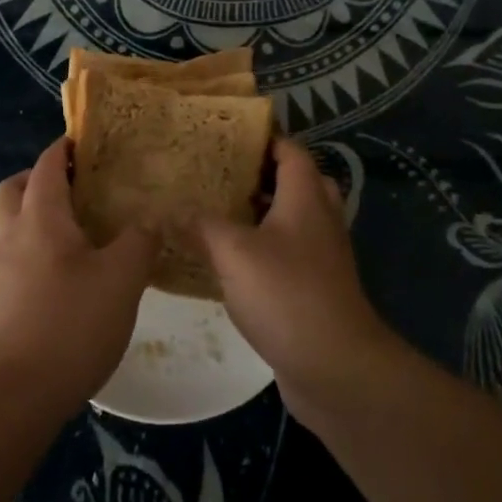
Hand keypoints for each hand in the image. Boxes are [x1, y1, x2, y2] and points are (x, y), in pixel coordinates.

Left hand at [0, 138, 156, 418]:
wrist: (15, 395)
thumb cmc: (70, 324)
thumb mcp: (122, 278)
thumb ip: (140, 241)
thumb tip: (152, 218)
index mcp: (40, 217)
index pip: (47, 165)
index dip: (65, 148)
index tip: (89, 142)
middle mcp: (13, 235)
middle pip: (13, 188)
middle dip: (39, 177)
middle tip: (77, 184)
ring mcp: (2, 270)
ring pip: (8, 222)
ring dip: (32, 211)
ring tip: (74, 224)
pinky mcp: (2, 301)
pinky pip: (13, 253)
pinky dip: (33, 245)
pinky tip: (66, 268)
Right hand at [193, 138, 400, 423]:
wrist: (335, 366)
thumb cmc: (286, 294)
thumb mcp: (233, 252)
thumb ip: (199, 225)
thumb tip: (167, 209)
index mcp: (305, 197)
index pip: (290, 150)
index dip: (263, 138)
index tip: (226, 136)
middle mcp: (319, 219)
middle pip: (295, 181)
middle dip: (260, 174)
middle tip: (220, 173)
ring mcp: (322, 255)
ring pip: (292, 219)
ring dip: (261, 213)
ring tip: (217, 211)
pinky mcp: (316, 287)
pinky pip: (289, 252)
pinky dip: (263, 247)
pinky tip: (229, 260)